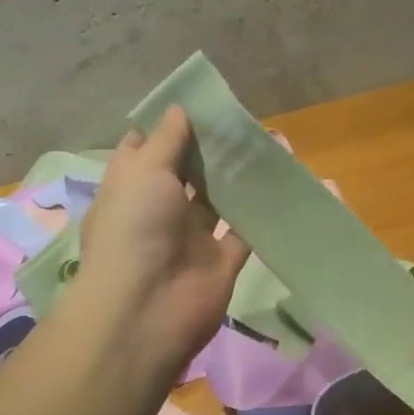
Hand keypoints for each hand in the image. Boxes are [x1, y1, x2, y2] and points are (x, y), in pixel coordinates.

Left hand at [75, 106, 249, 369]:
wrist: (147, 310)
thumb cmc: (135, 230)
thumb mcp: (144, 172)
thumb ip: (167, 140)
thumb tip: (180, 109)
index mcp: (131, 188)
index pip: (146, 150)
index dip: (167, 127)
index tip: (197, 105)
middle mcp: (159, 210)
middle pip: (187, 172)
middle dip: (210, 148)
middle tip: (241, 120)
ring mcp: (191, 237)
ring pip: (218, 200)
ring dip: (237, 177)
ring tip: (267, 142)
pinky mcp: (221, 261)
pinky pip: (244, 231)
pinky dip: (260, 212)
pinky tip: (281, 184)